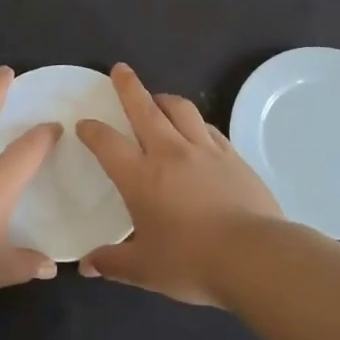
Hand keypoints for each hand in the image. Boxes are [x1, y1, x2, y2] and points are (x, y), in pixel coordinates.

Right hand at [75, 64, 283, 305]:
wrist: (255, 256)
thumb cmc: (191, 262)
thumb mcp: (144, 270)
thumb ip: (112, 263)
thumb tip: (86, 266)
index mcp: (140, 177)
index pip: (107, 143)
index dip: (92, 131)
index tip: (84, 124)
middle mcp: (170, 153)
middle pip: (145, 108)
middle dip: (128, 86)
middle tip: (120, 70)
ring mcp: (205, 150)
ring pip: (181, 109)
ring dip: (164, 99)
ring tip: (157, 98)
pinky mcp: (233, 156)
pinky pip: (209, 128)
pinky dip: (196, 122)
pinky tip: (196, 129)